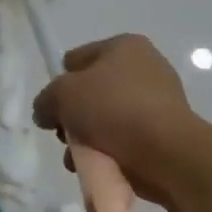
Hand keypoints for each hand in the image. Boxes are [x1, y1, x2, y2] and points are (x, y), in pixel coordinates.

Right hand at [32, 35, 199, 207]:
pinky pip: (126, 139)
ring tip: (78, 157)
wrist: (166, 154)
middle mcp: (146, 68)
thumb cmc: (112, 109)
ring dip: (87, 138)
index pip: (78, 58)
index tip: (56, 105)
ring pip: (106, 119)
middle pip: (92, 91)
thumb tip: (46, 114)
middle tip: (65, 134)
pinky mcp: (166, 135)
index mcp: (125, 46)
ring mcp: (159, 103)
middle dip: (74, 115)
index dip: (62, 80)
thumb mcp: (61, 95)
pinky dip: (109, 152)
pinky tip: (99, 165)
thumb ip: (45, 100)